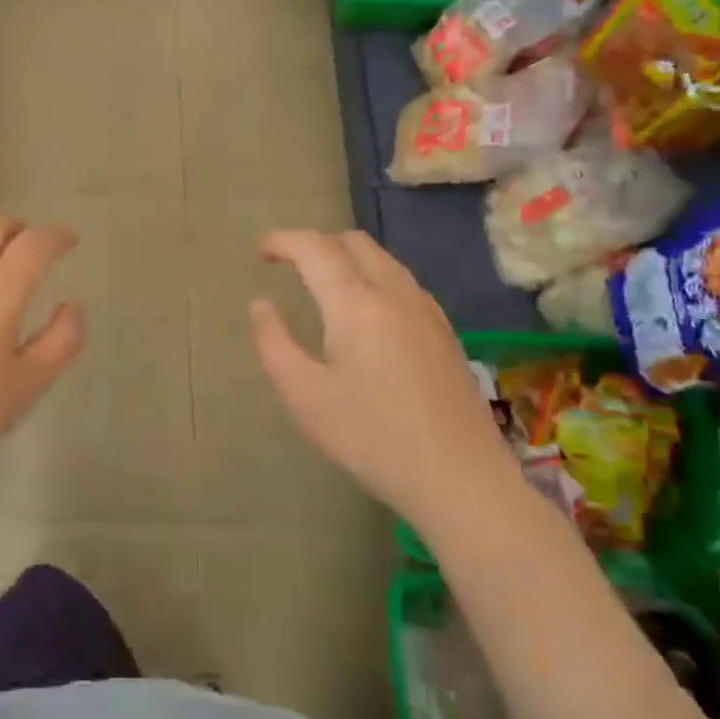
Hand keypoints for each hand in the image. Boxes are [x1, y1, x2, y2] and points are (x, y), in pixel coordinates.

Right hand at [250, 230, 514, 514]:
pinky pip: (402, 282)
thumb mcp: (304, 396)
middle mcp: (395, 294)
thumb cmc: (371, 438)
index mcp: (356, 304)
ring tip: (321, 284)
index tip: (260, 252)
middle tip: (288, 266)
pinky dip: (372, 277)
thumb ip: (274, 343)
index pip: (315, 249)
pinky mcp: (444, 332)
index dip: (283, 241)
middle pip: (353, 243)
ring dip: (346, 258)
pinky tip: (365, 312)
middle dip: (316, 244)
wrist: (459, 478)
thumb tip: (261, 305)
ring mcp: (427, 311)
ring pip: (383, 260)